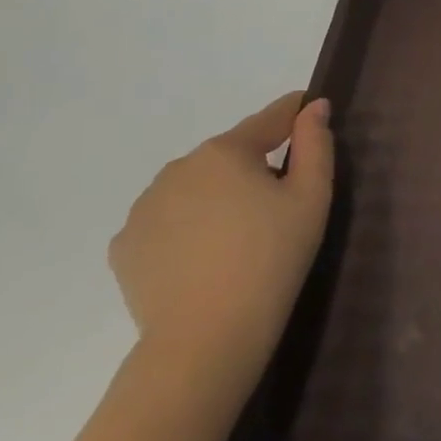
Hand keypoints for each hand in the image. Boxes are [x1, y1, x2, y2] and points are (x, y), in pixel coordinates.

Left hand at [109, 93, 334, 407]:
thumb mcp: (311, 197)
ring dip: (219, 196)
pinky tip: (208, 255)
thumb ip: (315, 145)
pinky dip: (189, 227)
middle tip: (282, 200)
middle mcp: (177, 169)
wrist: (207, 334)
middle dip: (255, 166)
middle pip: (229, 155)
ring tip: (242, 234)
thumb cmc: (273, 257)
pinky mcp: (125, 245)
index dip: (293, 112)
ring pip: (195, 188)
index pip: (268, 120)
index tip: (309, 107)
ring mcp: (143, 208)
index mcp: (225, 152)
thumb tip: (313, 107)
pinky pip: (168, 221)